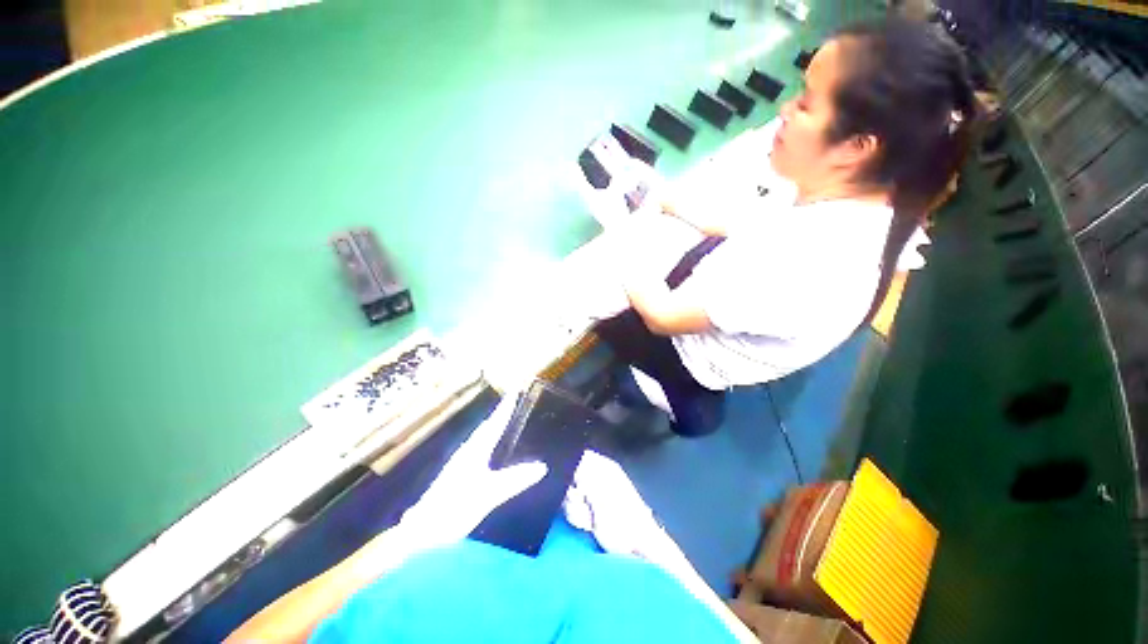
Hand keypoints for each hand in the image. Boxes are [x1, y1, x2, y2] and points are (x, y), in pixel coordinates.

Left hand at [400, 396, 547, 548]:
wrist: (422, 531)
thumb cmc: (454, 508)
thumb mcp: (488, 495)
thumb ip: (514, 480)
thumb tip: (542, 466)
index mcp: (475, 450)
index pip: (494, 423)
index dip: (506, 408)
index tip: (516, 392)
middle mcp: (468, 450)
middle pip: (488, 426)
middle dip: (502, 414)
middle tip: (518, 403)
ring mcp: (462, 461)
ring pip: (483, 437)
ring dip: (496, 426)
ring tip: (511, 421)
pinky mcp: (460, 473)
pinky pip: (481, 448)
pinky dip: (491, 441)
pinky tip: (496, 450)